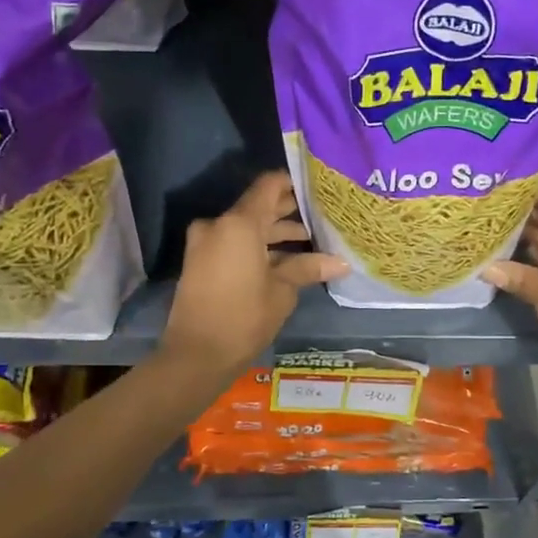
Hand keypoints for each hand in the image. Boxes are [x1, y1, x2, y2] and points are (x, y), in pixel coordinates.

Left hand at [161, 172, 347, 376]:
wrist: (196, 355)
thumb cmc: (244, 318)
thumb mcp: (281, 291)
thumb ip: (307, 268)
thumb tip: (342, 262)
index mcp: (239, 223)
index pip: (269, 185)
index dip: (293, 183)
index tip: (317, 188)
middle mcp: (219, 224)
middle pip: (258, 206)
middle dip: (288, 211)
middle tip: (322, 216)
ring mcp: (206, 243)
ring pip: (246, 227)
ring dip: (274, 233)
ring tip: (311, 240)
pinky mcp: (201, 261)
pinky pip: (234, 243)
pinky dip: (257, 247)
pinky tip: (286, 259)